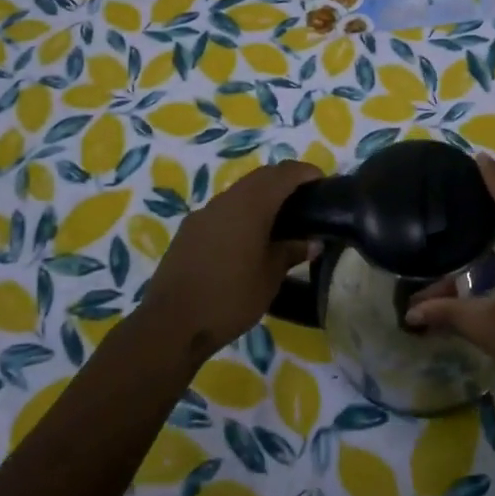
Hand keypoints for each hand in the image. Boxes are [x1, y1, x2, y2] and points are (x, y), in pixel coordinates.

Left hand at [138, 159, 320, 355]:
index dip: (306, 172)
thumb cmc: (230, 298)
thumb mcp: (269, 277)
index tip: (323, 181)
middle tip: (306, 199)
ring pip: (239, 192)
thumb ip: (291, 252)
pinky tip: (249, 237)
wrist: (171, 324)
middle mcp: (226, 200)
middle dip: (285, 180)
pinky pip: (223, 210)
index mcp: (250, 205)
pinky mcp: (189, 230)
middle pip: (261, 177)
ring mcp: (204, 213)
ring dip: (262, 196)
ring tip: (281, 219)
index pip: (284, 174)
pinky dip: (242, 212)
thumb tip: (312, 241)